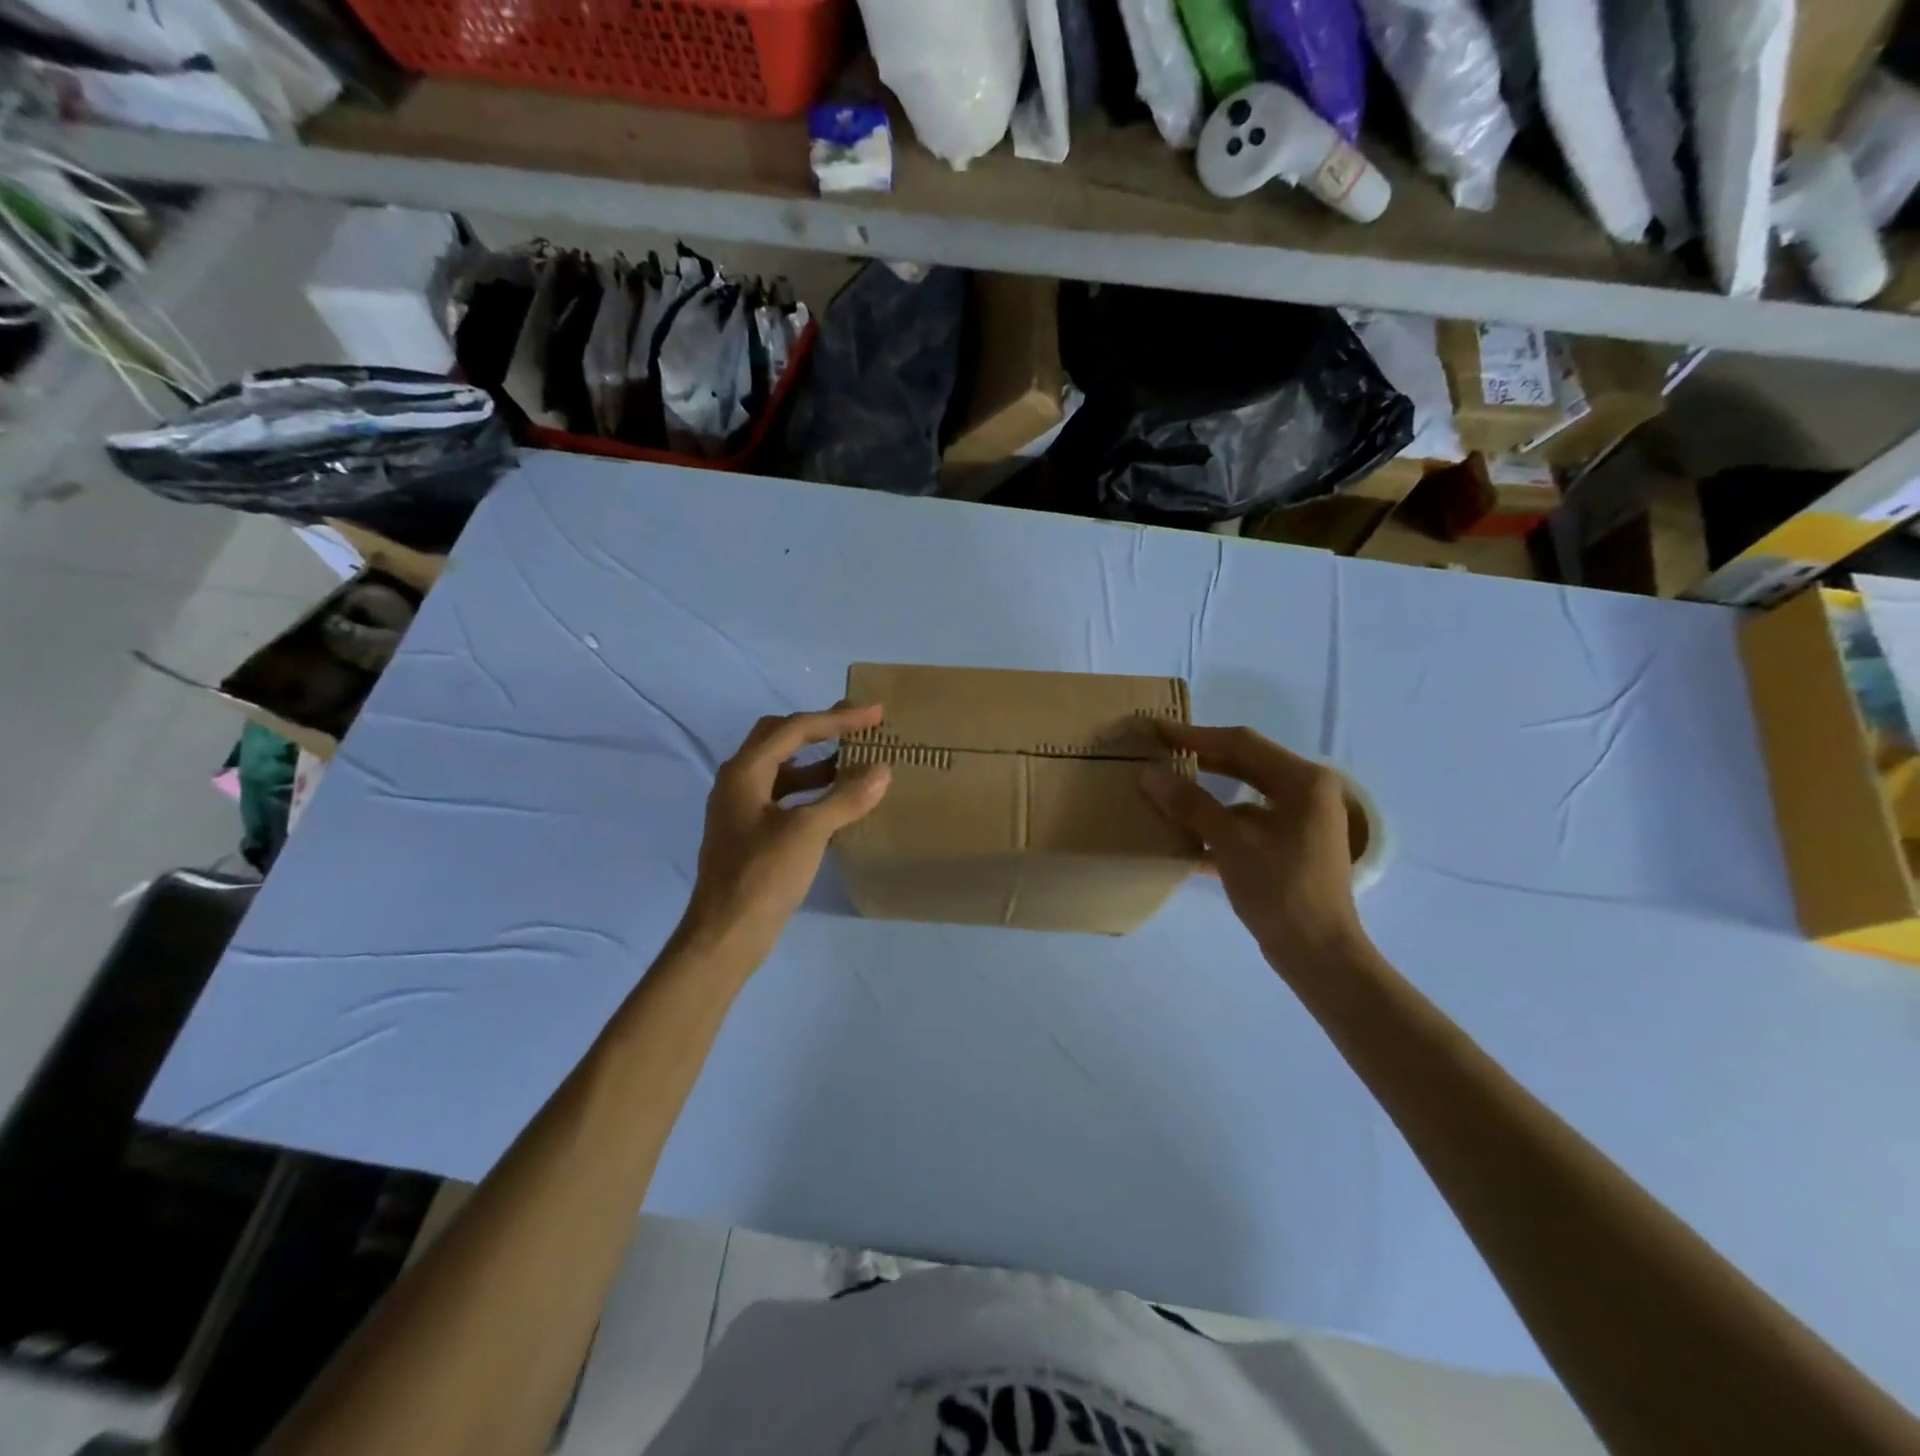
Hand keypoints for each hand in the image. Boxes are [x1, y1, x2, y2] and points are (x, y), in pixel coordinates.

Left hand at [678, 703, 891, 964]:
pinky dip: (810, 790)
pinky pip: (783, 796)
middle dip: (820, 729)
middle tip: (857, 726)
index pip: (795, 729)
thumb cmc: (763, 876)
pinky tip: (836, 802)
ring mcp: (740, 808)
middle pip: (780, 739)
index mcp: (745, 771)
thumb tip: (881, 770)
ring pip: (782, 769)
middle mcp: (738, 781)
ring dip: (816, 761)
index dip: (837, 719)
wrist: (726, 934)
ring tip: (854, 761)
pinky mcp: (749, 833)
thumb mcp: (809, 832)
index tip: (874, 713)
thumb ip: (846, 797)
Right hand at [1140, 724, 1364, 964]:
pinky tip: (1185, 833)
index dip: (1195, 736)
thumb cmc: (1280, 890)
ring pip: (1244, 793)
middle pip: (1245, 764)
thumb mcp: (1231, 842)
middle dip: (1201, 758)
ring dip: (1206, 792)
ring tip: (1166, 788)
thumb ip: (1190, 804)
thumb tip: (1148, 774)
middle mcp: (1307, 792)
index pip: (1241, 744)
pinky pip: (1248, 820)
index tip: (1156, 729)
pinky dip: (1219, 821)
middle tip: (1158, 751)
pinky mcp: (1291, 845)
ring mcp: (1302, 820)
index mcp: (1303, 781)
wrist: (1318, 954)